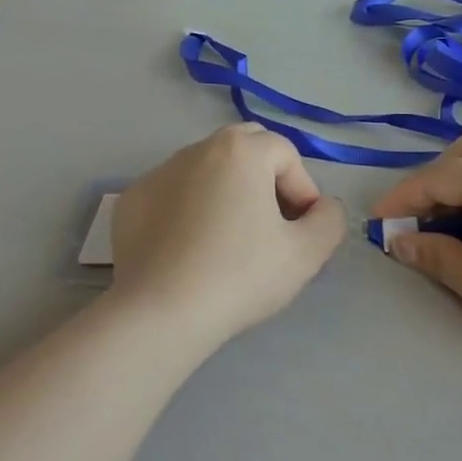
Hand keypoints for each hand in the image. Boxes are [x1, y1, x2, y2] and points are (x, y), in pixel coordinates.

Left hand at [110, 124, 345, 345]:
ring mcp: (158, 172)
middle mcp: (197, 149)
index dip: (303, 189)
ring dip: (226, 191)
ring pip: (206, 168)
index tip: (301, 231)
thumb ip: (329, 220)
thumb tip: (322, 207)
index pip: (286, 154)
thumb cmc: (239, 276)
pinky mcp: (132, 200)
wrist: (160, 312)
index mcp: (241, 150)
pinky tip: (190, 249)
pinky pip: (173, 193)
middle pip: (244, 148)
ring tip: (230, 238)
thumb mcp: (306, 254)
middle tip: (271, 224)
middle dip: (265, 177)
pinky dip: (188, 208)